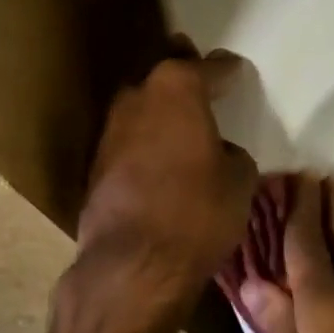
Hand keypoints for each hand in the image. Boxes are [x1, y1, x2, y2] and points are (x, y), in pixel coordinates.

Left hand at [74, 47, 257, 326]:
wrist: (134, 264)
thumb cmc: (198, 213)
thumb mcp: (239, 182)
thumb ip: (231, 155)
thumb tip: (220, 153)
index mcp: (176, 89)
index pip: (206, 68)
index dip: (224, 70)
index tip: (234, 70)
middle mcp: (136, 99)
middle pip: (160, 75)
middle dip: (180, 71)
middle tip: (196, 74)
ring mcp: (109, 132)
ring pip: (138, 107)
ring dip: (157, 110)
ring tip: (177, 119)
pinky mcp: (95, 167)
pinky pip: (127, 142)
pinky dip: (143, 142)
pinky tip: (156, 156)